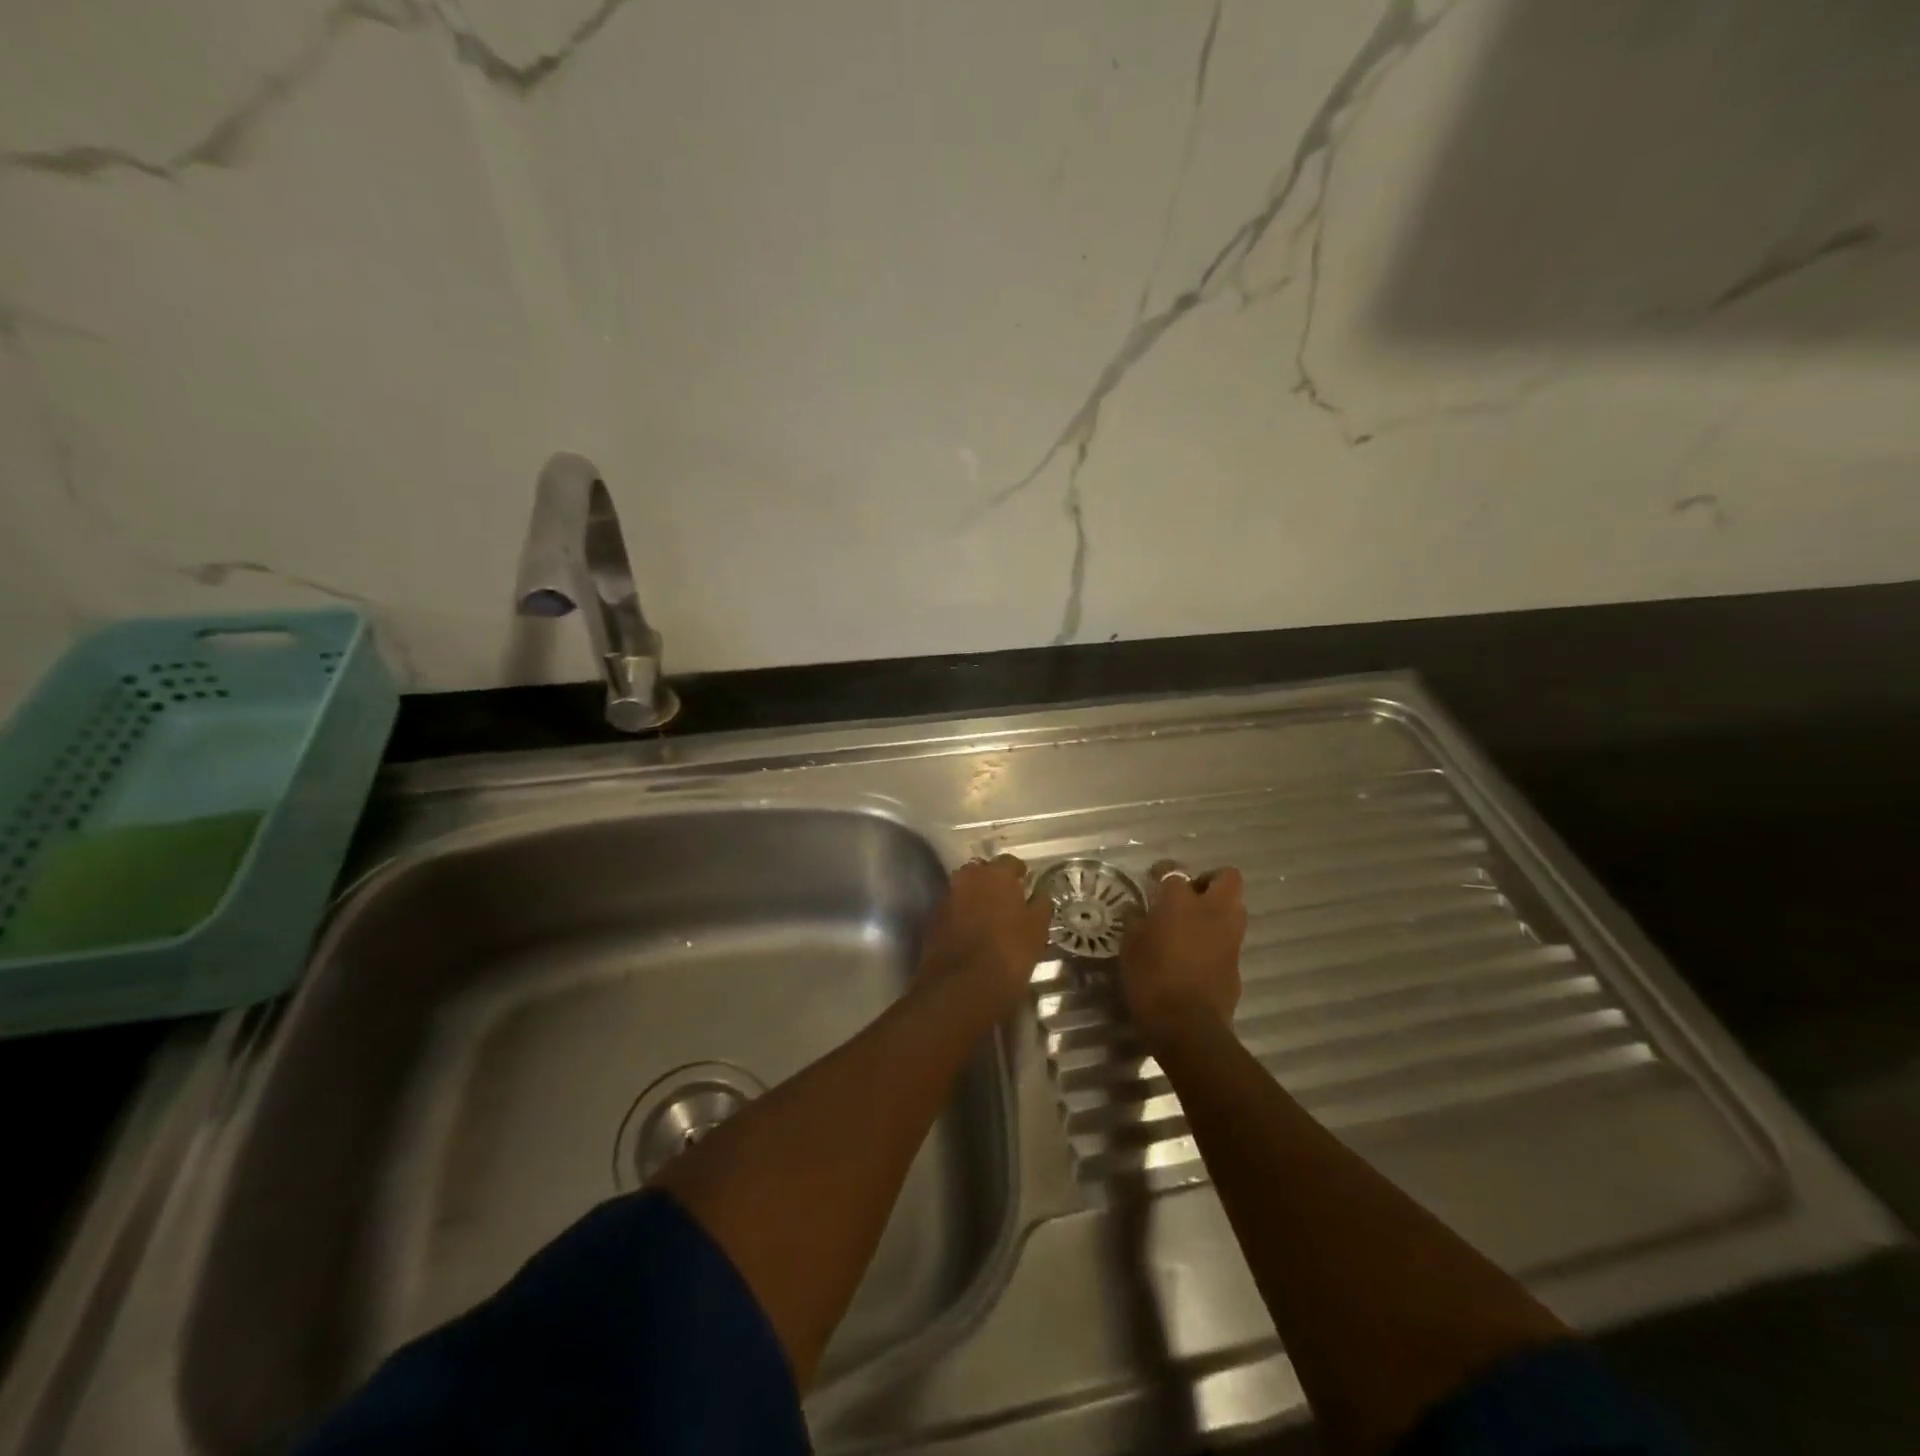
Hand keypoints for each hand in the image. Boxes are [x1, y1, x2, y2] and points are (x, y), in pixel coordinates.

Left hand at [917, 854, 1053, 1023]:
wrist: (961, 988)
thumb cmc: (1009, 954)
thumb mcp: (1037, 930)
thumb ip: (1040, 905)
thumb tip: (1039, 895)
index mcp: (996, 874)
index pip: (1010, 862)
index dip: (1019, 874)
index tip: (1026, 887)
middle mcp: (967, 877)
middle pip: (983, 872)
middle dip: (994, 882)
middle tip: (1007, 902)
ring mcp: (946, 897)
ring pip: (965, 889)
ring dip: (976, 898)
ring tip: (989, 919)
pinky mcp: (933, 919)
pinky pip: (952, 909)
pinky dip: (962, 915)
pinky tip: (972, 934)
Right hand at [1119, 863, 1246, 1043]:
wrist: (1187, 1025)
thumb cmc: (1150, 979)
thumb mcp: (1130, 947)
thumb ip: (1135, 922)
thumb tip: (1136, 910)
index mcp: (1180, 901)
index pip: (1173, 872)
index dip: (1162, 872)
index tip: (1153, 880)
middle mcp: (1212, 910)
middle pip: (1227, 877)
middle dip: (1210, 880)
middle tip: (1189, 895)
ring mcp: (1230, 936)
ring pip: (1236, 906)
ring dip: (1219, 908)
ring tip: (1195, 923)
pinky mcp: (1237, 961)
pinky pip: (1231, 937)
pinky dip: (1218, 937)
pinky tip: (1198, 953)